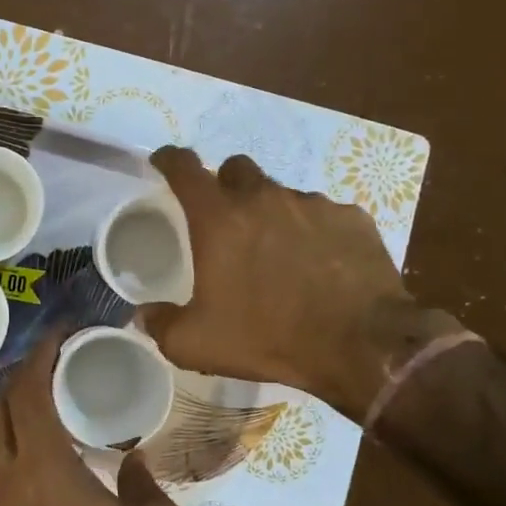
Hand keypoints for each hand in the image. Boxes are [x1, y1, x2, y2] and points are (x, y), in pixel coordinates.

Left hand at [0, 332, 184, 505]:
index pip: (28, 390)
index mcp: (45, 462)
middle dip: (24, 375)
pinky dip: (6, 439)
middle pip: (0, 405)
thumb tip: (133, 460)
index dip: (41, 355)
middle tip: (58, 364)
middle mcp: (10, 473)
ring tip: (42, 401)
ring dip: (8, 407)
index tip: (62, 335)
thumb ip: (146, 481)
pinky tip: (37, 449)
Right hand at [142, 146, 456, 421]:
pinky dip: (314, 231)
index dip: (169, 160)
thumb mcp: (197, 345)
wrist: (362, 346)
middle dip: (225, 185)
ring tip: (279, 254)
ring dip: (272, 213)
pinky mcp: (352, 218)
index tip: (163, 162)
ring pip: (281, 193)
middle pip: (236, 169)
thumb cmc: (269, 337)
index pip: (184, 168)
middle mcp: (264, 198)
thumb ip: (161, 325)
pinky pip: (323, 214)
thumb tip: (143, 315)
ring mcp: (312, 204)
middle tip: (226, 221)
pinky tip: (321, 265)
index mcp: (219, 219)